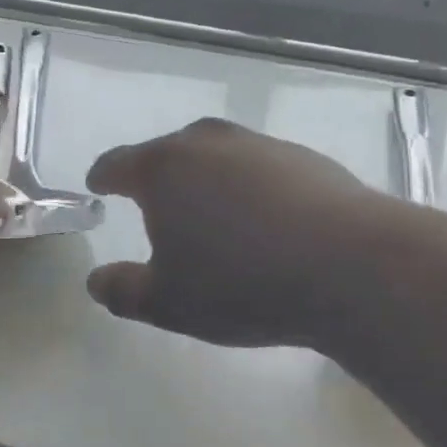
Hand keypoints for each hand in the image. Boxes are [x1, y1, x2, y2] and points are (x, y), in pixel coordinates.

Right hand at [86, 118, 397, 349]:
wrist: (351, 266)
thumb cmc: (241, 283)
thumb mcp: (168, 303)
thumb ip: (123, 291)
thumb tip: (96, 281)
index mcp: (163, 168)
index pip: (118, 163)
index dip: (104, 176)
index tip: (98, 185)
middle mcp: (208, 143)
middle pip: (168, 153)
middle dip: (156, 177)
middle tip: (155, 208)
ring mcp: (259, 145)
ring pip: (217, 157)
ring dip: (206, 180)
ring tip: (214, 218)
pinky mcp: (304, 158)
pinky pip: (259, 169)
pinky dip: (250, 188)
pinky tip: (266, 223)